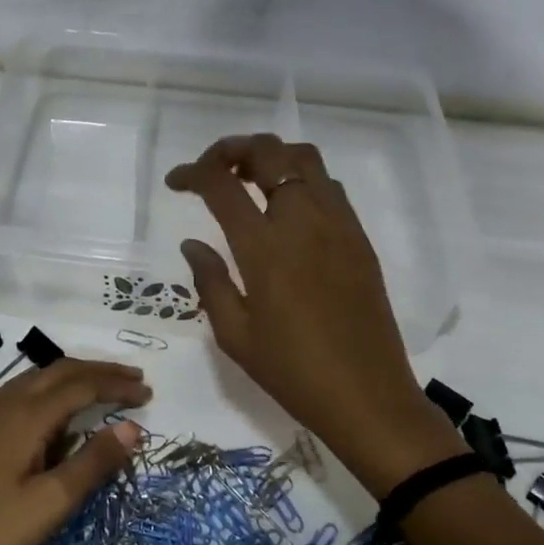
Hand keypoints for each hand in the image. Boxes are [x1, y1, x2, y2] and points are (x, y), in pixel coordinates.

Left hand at [0, 359, 149, 544]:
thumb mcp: (52, 503)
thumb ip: (94, 462)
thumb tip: (133, 427)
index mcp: (24, 415)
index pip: (81, 385)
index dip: (116, 384)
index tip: (148, 391)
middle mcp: (0, 403)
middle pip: (57, 372)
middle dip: (98, 372)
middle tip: (133, 379)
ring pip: (34, 380)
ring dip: (71, 380)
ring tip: (100, 389)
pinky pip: (15, 395)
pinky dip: (45, 393)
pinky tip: (50, 414)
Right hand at [166, 134, 461, 495]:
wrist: (366, 396)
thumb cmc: (292, 372)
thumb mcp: (235, 335)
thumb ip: (210, 281)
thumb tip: (193, 244)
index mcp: (264, 248)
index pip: (222, 185)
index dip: (193, 173)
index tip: (176, 181)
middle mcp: (302, 222)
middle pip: (269, 153)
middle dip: (233, 148)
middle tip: (213, 169)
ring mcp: (338, 225)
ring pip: (306, 160)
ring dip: (272, 157)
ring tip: (249, 179)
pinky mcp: (360, 239)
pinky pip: (330, 187)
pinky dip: (302, 180)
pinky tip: (288, 209)